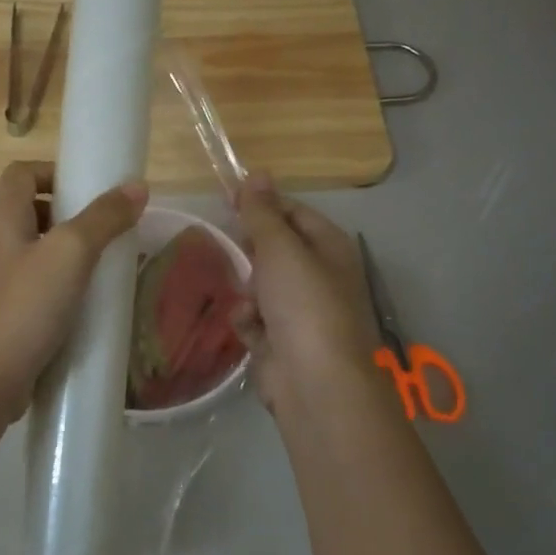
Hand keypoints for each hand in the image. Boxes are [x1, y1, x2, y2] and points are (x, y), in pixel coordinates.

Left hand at [0, 160, 148, 422]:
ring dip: (61, 254)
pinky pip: (26, 288)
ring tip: (99, 270)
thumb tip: (137, 187)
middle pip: (24, 211)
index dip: (53, 171)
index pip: (20, 173)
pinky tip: (78, 308)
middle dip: (65, 215)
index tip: (90, 188)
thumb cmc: (23, 308)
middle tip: (103, 232)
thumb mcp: (70, 255)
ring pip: (27, 252)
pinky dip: (52, 287)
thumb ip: (103, 218)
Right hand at [232, 175, 382, 415]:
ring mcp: (301, 311)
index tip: (226, 199)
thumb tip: (257, 173)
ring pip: (260, 286)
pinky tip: (249, 328)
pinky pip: (255, 319)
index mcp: (329, 248)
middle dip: (251, 253)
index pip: (293, 212)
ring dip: (248, 291)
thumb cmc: (303, 304)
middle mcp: (318, 276)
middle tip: (233, 250)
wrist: (314, 381)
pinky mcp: (282, 341)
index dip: (261, 204)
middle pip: (275, 250)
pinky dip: (248, 322)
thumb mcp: (280, 248)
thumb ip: (263, 212)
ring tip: (249, 302)